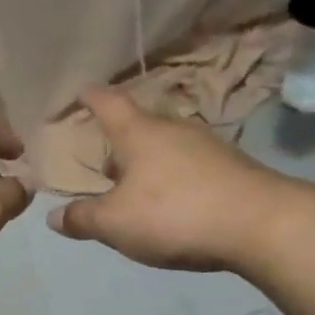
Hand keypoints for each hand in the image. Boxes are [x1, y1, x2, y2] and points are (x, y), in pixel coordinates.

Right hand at [49, 88, 283, 271]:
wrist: (260, 224)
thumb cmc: (174, 214)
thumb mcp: (116, 224)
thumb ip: (83, 219)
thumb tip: (54, 217)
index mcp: (139, 134)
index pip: (109, 104)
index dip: (91, 97)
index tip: (81, 91)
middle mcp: (173, 130)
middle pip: (139, 127)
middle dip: (120, 142)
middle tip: (105, 162)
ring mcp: (207, 147)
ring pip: (166, 148)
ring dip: (148, 164)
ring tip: (136, 188)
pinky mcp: (231, 169)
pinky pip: (190, 167)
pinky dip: (173, 179)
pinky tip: (172, 205)